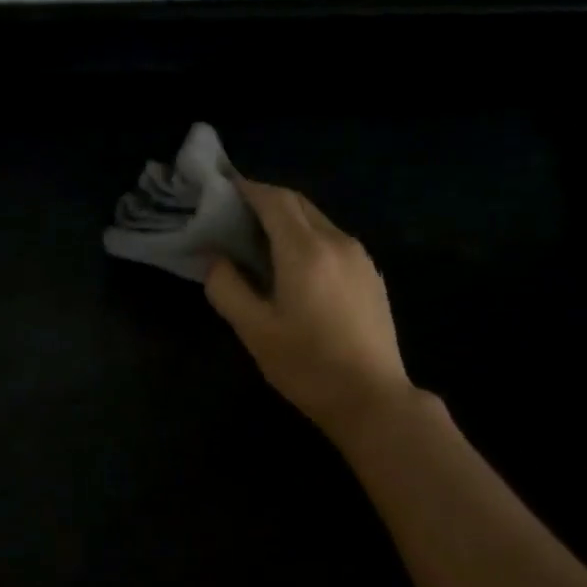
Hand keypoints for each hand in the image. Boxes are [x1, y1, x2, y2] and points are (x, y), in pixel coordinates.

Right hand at [205, 178, 412, 437]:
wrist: (371, 397)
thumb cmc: (306, 366)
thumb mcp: (255, 331)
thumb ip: (228, 289)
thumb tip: (216, 261)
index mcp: (306, 251)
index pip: (273, 200)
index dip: (246, 189)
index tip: (221, 188)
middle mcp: (337, 242)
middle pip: (298, 204)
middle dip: (265, 200)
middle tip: (234, 213)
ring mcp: (360, 258)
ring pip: (318, 222)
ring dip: (287, 221)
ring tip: (259, 241)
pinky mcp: (371, 277)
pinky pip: (333, 241)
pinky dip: (307, 239)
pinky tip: (293, 267)